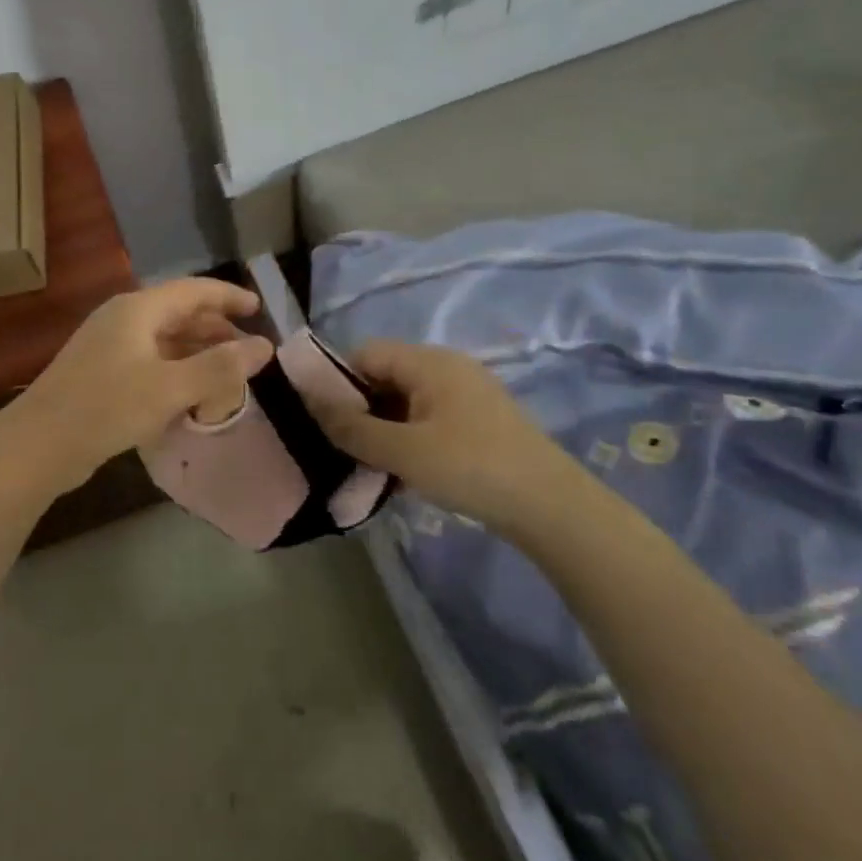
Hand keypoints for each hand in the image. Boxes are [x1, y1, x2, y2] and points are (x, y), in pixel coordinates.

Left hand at [5, 278, 274, 490]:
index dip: (227, 296)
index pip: (193, 290)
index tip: (258, 308)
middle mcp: (122, 320)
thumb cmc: (106, 407)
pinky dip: (175, 371)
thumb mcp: (169, 388)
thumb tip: (264, 347)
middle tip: (247, 349)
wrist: (37, 445)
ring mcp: (108, 347)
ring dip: (196, 353)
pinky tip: (190, 395)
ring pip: (164, 340)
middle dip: (214, 329)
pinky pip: (149, 362)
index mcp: (138, 309)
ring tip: (226, 373)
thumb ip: (219, 367)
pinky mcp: (101, 374)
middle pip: (178, 313)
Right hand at [307, 339, 586, 535]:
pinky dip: (408, 440)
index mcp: (428, 362)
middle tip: (343, 449)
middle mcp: (445, 368)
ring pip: (404, 402)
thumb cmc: (471, 467)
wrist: (550, 506)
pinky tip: (402, 474)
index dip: (338, 382)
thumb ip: (352, 427)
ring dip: (383, 430)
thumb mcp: (403, 450)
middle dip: (359, 410)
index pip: (365, 354)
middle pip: (384, 377)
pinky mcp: (476, 422)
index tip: (324, 422)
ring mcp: (464, 394)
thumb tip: (310, 402)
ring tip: (369, 467)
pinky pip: (427, 420)